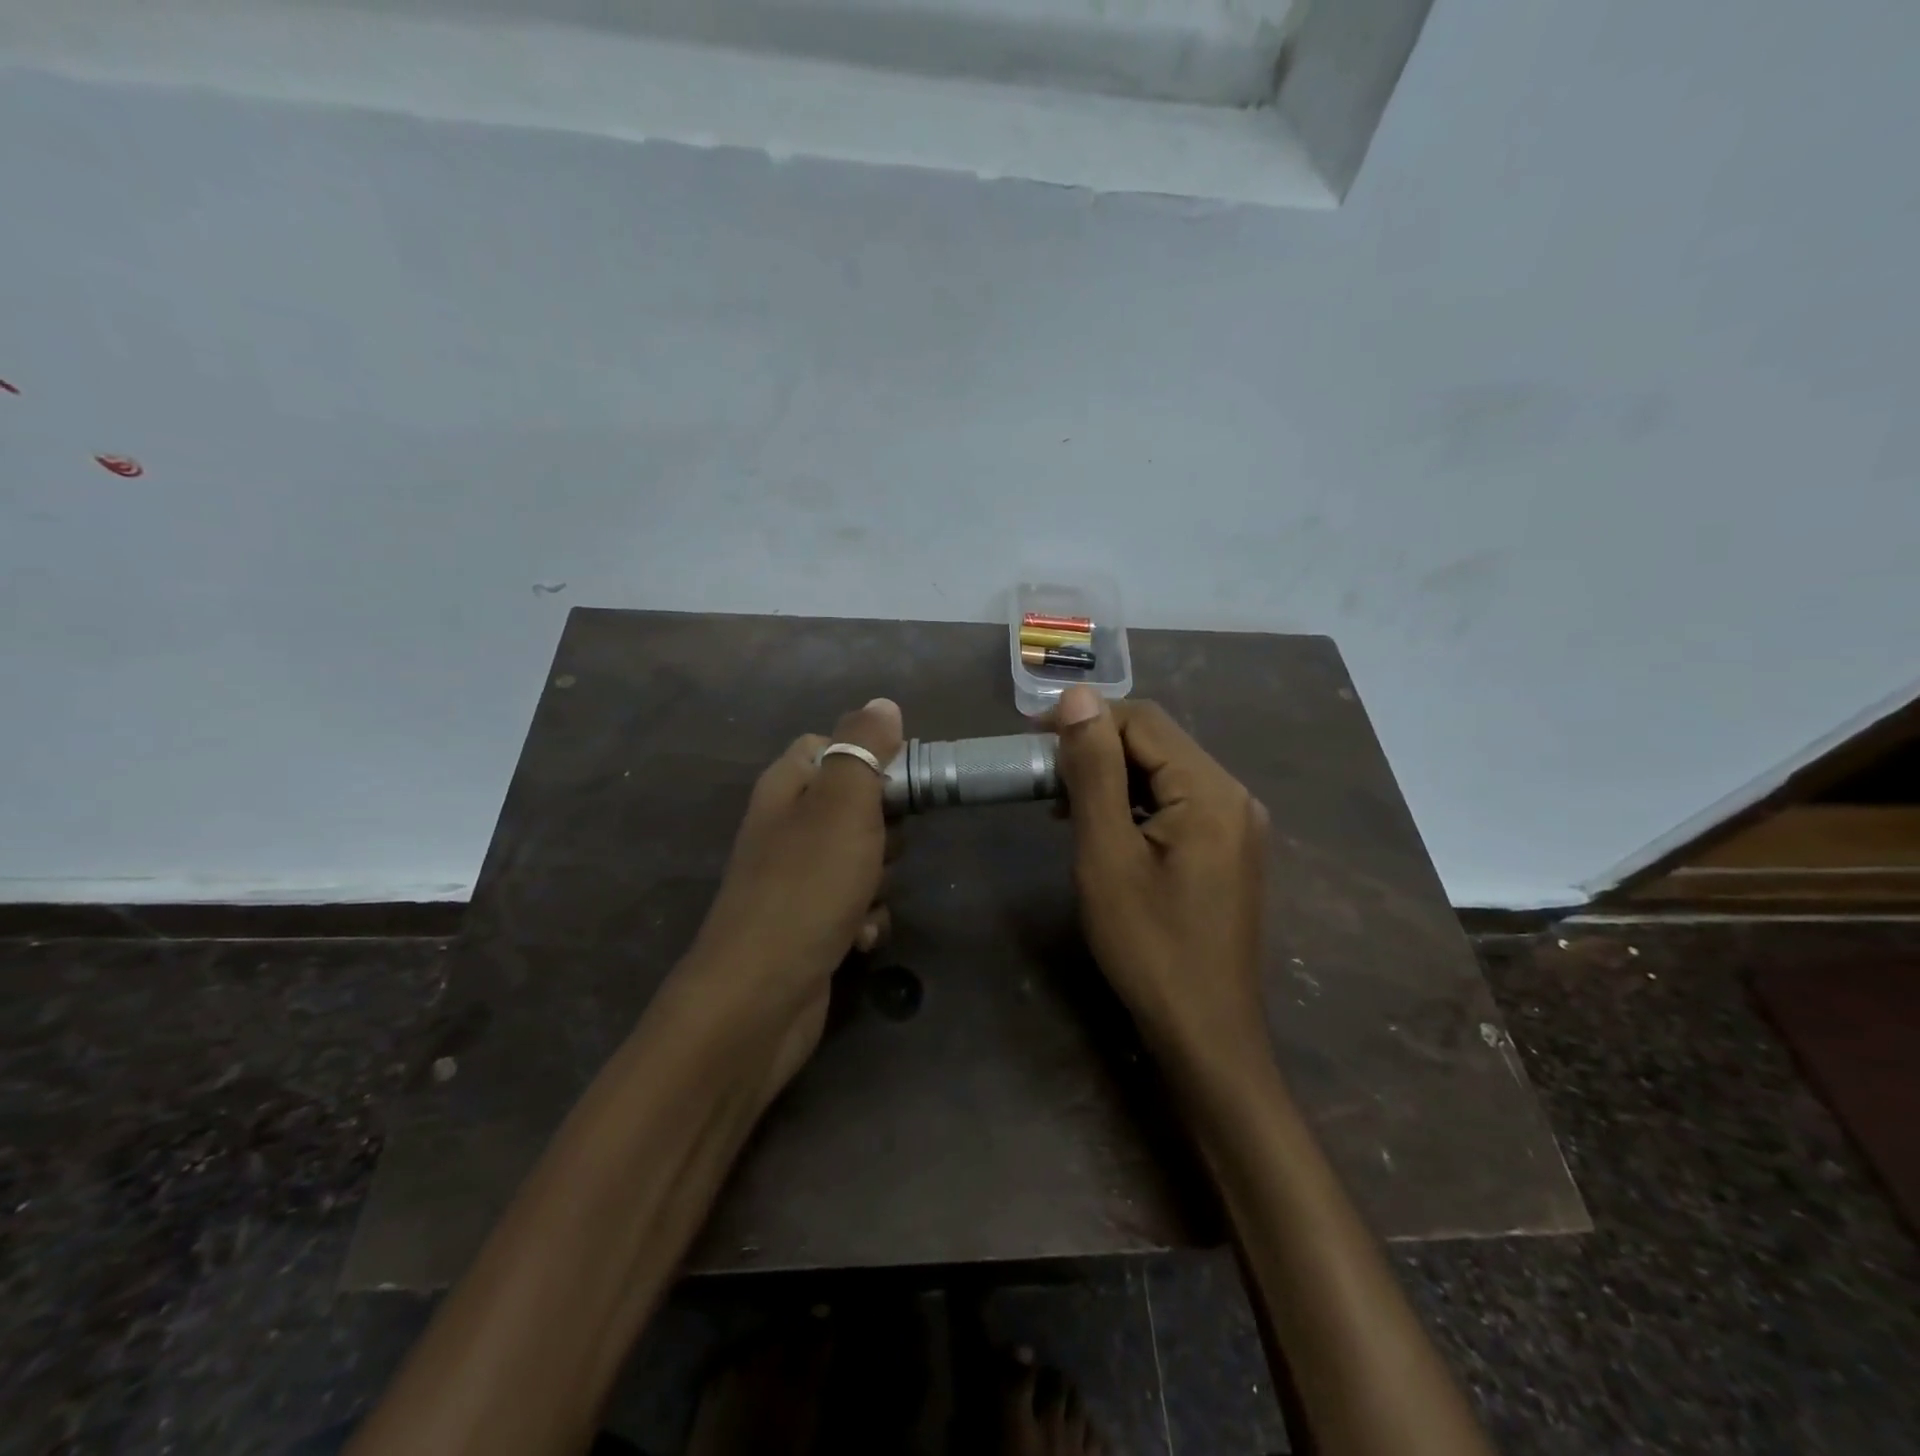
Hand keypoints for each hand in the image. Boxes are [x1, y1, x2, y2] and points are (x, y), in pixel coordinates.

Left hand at [667, 697, 902, 1099]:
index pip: (830, 744)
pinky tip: (862, 936)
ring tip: (870, 896)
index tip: (904, 782)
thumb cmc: (807, 887)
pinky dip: (865, 917)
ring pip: (860, 857)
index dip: (870, 756)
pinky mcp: (807, 923)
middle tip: (885, 846)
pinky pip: (853, 904)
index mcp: (786, 786)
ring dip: (880, 878)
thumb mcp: (843, 805)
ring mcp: (794, 878)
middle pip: (853, 803)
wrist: (760, 997)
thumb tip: (882, 703)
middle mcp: (785, 826)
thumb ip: (863, 749)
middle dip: (884, 827)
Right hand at [1049, 687, 1270, 1066]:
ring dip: (1111, 776)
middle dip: (1096, 748)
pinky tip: (1102, 826)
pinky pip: (1176, 803)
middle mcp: (1233, 795)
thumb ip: (1094, 770)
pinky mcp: (1227, 849)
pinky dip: (1134, 804)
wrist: (1204, 1033)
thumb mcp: (1107, 854)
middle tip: (1041, 776)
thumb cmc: (1149, 946)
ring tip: (1061, 803)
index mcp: (1211, 790)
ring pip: (1164, 772)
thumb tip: (1077, 696)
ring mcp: (1235, 824)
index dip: (1084, 719)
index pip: (1143, 720)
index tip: (1031, 739)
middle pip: (1157, 742)